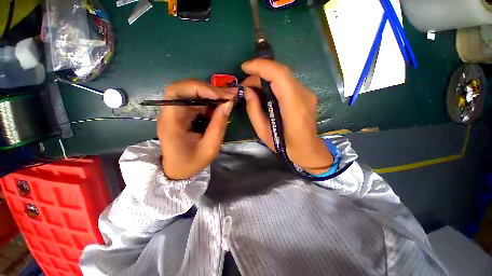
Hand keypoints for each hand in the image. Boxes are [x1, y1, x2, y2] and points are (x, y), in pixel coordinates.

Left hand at [157, 80, 234, 179]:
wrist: (178, 169)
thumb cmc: (191, 162)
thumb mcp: (210, 148)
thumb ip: (219, 125)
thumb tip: (229, 103)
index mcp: (171, 121)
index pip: (177, 92)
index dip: (199, 88)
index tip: (220, 95)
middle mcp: (170, 112)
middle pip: (186, 88)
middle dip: (210, 90)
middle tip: (230, 95)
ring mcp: (177, 112)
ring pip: (193, 93)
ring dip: (212, 95)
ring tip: (228, 100)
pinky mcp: (183, 114)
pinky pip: (197, 102)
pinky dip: (210, 102)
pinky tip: (220, 108)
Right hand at [241, 59, 332, 174]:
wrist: (307, 149)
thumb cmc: (285, 145)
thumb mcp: (263, 132)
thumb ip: (254, 110)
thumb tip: (248, 91)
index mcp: (294, 108)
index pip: (280, 76)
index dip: (261, 67)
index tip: (245, 67)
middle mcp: (304, 95)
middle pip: (281, 72)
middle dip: (260, 72)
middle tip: (245, 83)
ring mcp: (307, 93)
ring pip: (284, 76)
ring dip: (265, 77)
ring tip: (252, 87)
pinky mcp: (306, 94)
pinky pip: (287, 82)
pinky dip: (273, 82)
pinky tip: (264, 90)